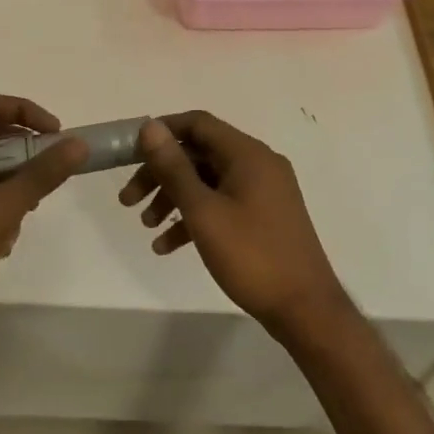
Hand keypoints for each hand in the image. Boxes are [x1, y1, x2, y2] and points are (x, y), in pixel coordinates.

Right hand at [119, 112, 345, 330]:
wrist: (305, 309)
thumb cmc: (251, 255)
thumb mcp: (203, 211)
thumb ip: (174, 168)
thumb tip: (150, 127)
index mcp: (248, 154)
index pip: (198, 123)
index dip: (161, 132)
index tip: (129, 153)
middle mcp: (258, 164)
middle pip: (198, 154)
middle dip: (160, 174)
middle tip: (128, 200)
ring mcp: (263, 192)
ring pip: (207, 181)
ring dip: (173, 198)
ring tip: (146, 226)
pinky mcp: (263, 217)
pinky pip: (221, 204)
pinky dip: (194, 217)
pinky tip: (167, 246)